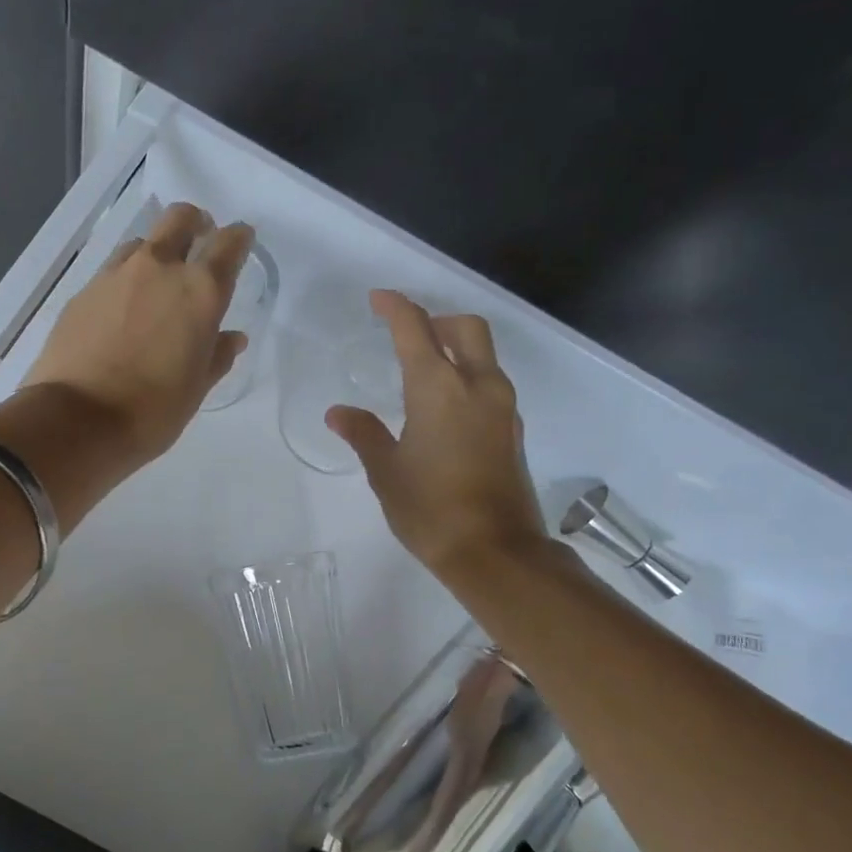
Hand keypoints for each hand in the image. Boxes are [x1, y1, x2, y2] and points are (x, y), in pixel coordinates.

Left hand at [24, 202, 252, 465]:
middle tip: (199, 243)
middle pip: (180, 218)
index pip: (228, 244)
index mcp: (199, 292)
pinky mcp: (83, 292)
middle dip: (195, 223)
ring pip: (142, 242)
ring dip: (156, 252)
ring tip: (157, 283)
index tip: (242, 241)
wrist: (77, 420)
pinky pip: (112, 272)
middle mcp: (159, 269)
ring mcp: (115, 276)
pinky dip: (125, 281)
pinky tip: (123, 311)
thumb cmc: (152, 411)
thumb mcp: (196, 389)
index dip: (239, 238)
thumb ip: (217, 355)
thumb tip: (231, 337)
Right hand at [326, 291, 546, 576]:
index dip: (395, 307)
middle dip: (437, 320)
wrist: (494, 552)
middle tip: (409, 335)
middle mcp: (477, 386)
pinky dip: (468, 378)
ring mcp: (502, 407)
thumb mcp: (386, 471)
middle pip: (465, 328)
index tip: (378, 299)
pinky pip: (490, 385)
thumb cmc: (430, 509)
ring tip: (424, 372)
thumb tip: (338, 413)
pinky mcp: (513, 431)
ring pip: (484, 356)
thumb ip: (363, 434)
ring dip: (457, 349)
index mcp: (439, 387)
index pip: (416, 328)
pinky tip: (446, 409)